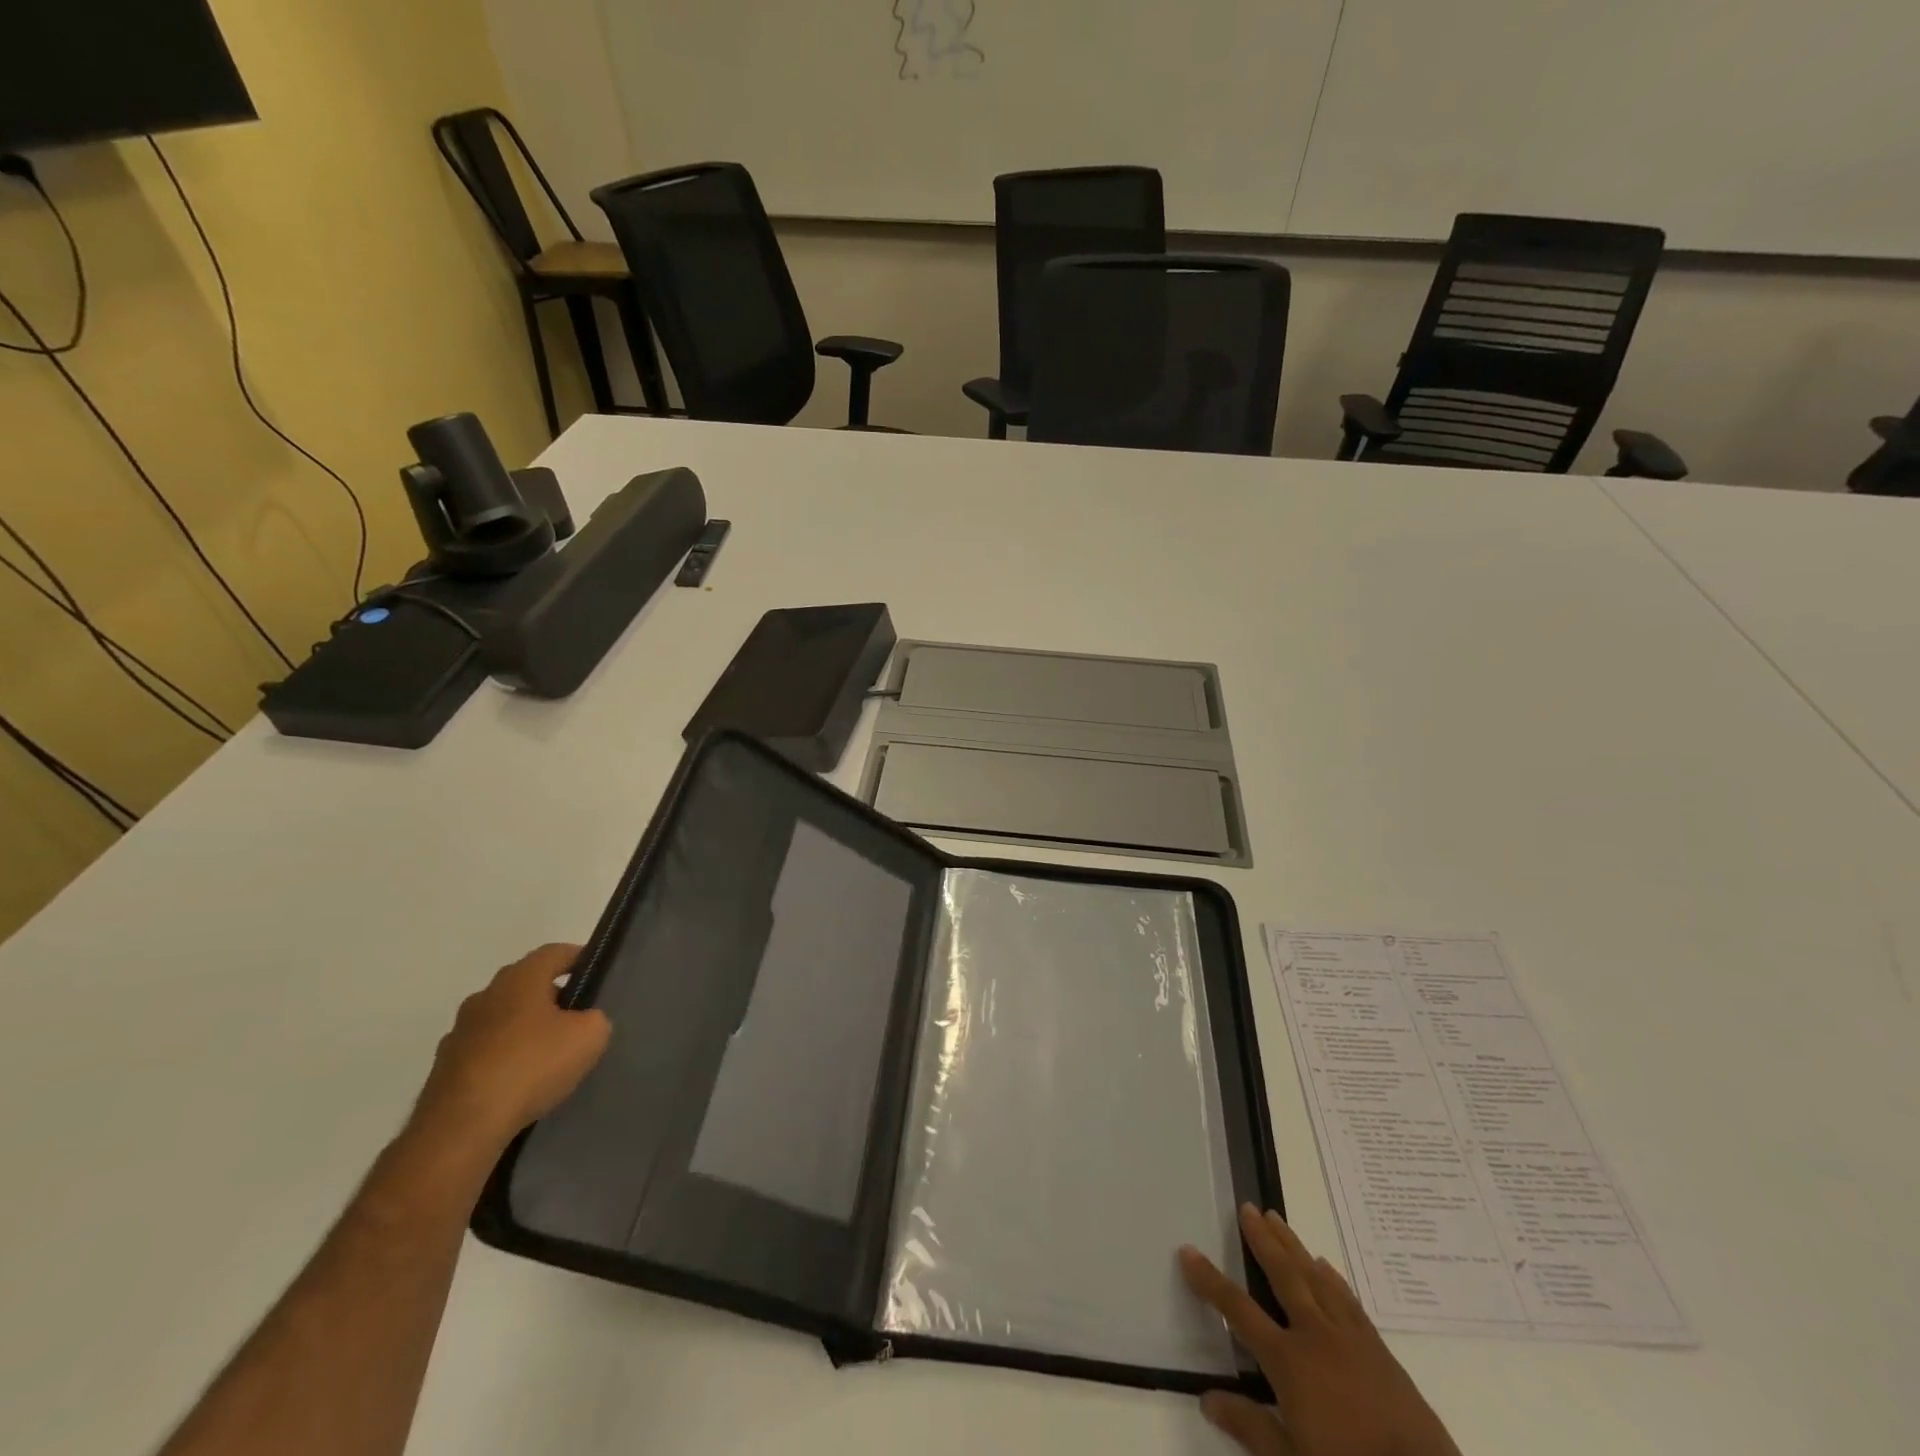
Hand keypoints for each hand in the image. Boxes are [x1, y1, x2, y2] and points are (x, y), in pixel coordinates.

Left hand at [412, 943, 611, 1152]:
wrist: (461, 1126)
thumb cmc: (531, 1065)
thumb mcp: (589, 1037)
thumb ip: (595, 1019)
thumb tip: (584, 1022)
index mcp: (520, 979)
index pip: (554, 952)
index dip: (578, 957)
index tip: (595, 971)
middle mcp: (485, 996)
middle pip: (526, 985)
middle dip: (551, 997)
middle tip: (577, 1018)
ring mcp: (459, 1033)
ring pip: (503, 1019)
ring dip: (524, 1030)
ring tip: (549, 1056)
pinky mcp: (445, 1069)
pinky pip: (485, 1053)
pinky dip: (504, 1060)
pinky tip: (520, 1084)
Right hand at [1180, 1205, 1460, 1455]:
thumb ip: (1250, 1428)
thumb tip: (1206, 1398)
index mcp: (1289, 1362)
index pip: (1238, 1311)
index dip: (1209, 1280)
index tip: (1188, 1250)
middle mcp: (1316, 1337)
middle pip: (1283, 1275)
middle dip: (1261, 1240)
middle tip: (1247, 1207)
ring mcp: (1351, 1339)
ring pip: (1315, 1278)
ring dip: (1293, 1246)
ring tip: (1276, 1218)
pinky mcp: (1380, 1351)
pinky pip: (1349, 1300)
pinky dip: (1332, 1278)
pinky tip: (1325, 1266)